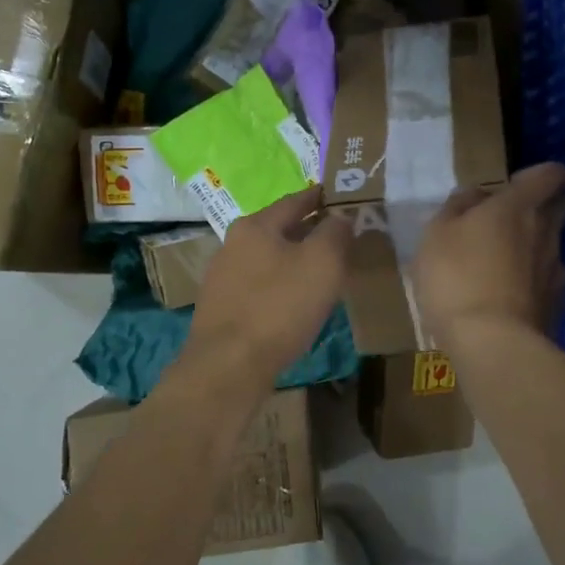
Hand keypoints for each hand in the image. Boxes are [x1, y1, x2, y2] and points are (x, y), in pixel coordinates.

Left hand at [185, 187, 353, 382]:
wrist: (228, 367)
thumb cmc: (280, 307)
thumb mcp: (322, 262)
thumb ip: (336, 232)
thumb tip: (340, 217)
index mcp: (255, 225)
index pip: (295, 200)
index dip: (322, 198)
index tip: (342, 198)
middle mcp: (233, 244)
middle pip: (280, 229)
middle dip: (310, 231)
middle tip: (340, 238)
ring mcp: (223, 277)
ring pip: (269, 259)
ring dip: (295, 260)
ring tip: (322, 272)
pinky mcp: (222, 308)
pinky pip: (260, 286)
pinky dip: (281, 286)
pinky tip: (295, 302)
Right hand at [412, 162, 564, 345]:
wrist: (491, 344)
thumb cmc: (456, 277)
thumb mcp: (436, 234)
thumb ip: (457, 207)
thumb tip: (476, 196)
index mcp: (519, 206)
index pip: (552, 174)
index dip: (538, 176)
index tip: (512, 187)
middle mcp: (546, 231)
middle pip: (560, 206)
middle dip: (541, 207)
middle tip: (506, 223)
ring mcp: (556, 270)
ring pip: (552, 246)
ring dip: (532, 249)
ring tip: (499, 269)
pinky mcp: (558, 305)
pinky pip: (548, 282)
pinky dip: (532, 284)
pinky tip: (507, 300)